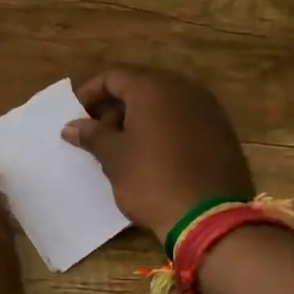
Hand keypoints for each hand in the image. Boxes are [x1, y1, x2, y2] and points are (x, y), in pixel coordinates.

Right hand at [61, 66, 254, 241]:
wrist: (209, 218)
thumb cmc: (151, 180)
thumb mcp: (114, 158)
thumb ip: (92, 135)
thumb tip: (71, 126)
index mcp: (153, 88)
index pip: (113, 76)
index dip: (89, 93)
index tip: (75, 116)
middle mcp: (183, 89)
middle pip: (140, 86)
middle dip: (114, 106)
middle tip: (96, 132)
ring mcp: (208, 110)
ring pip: (164, 103)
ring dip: (139, 118)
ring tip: (121, 146)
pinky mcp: (222, 132)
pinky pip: (184, 120)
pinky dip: (163, 129)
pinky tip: (152, 155)